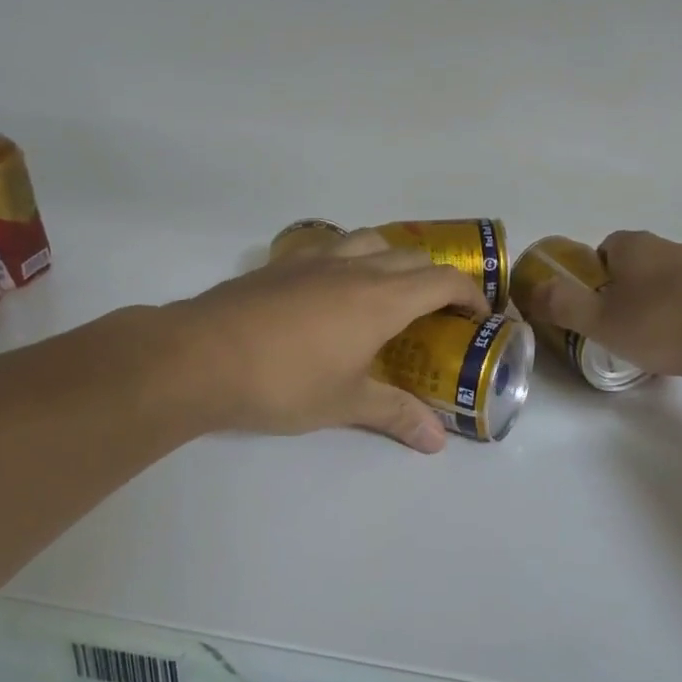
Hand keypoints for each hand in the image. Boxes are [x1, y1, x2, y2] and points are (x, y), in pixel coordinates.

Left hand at [160, 231, 487, 451]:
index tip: (478, 315)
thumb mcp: (345, 404)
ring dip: (391, 258)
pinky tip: (331, 288)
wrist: (202, 356)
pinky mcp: (281, 263)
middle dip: (434, 277)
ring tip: (387, 291)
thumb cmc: (284, 381)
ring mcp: (315, 259)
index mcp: (381, 297)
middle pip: (411, 255)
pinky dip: (348, 257)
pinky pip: (329, 246)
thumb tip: (436, 441)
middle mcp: (355, 267)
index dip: (469, 294)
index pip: (442, 280)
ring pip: (369, 240)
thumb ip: (395, 414)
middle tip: (436, 310)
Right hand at [534, 230, 681, 378]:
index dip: (591, 278)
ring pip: (665, 285)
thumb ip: (565, 305)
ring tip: (650, 344)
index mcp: (633, 245)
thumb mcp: (602, 321)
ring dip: (655, 308)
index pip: (602, 250)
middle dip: (622, 295)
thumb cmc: (665, 323)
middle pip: (634, 267)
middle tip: (616, 330)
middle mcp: (668, 247)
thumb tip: (535, 289)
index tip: (591, 308)